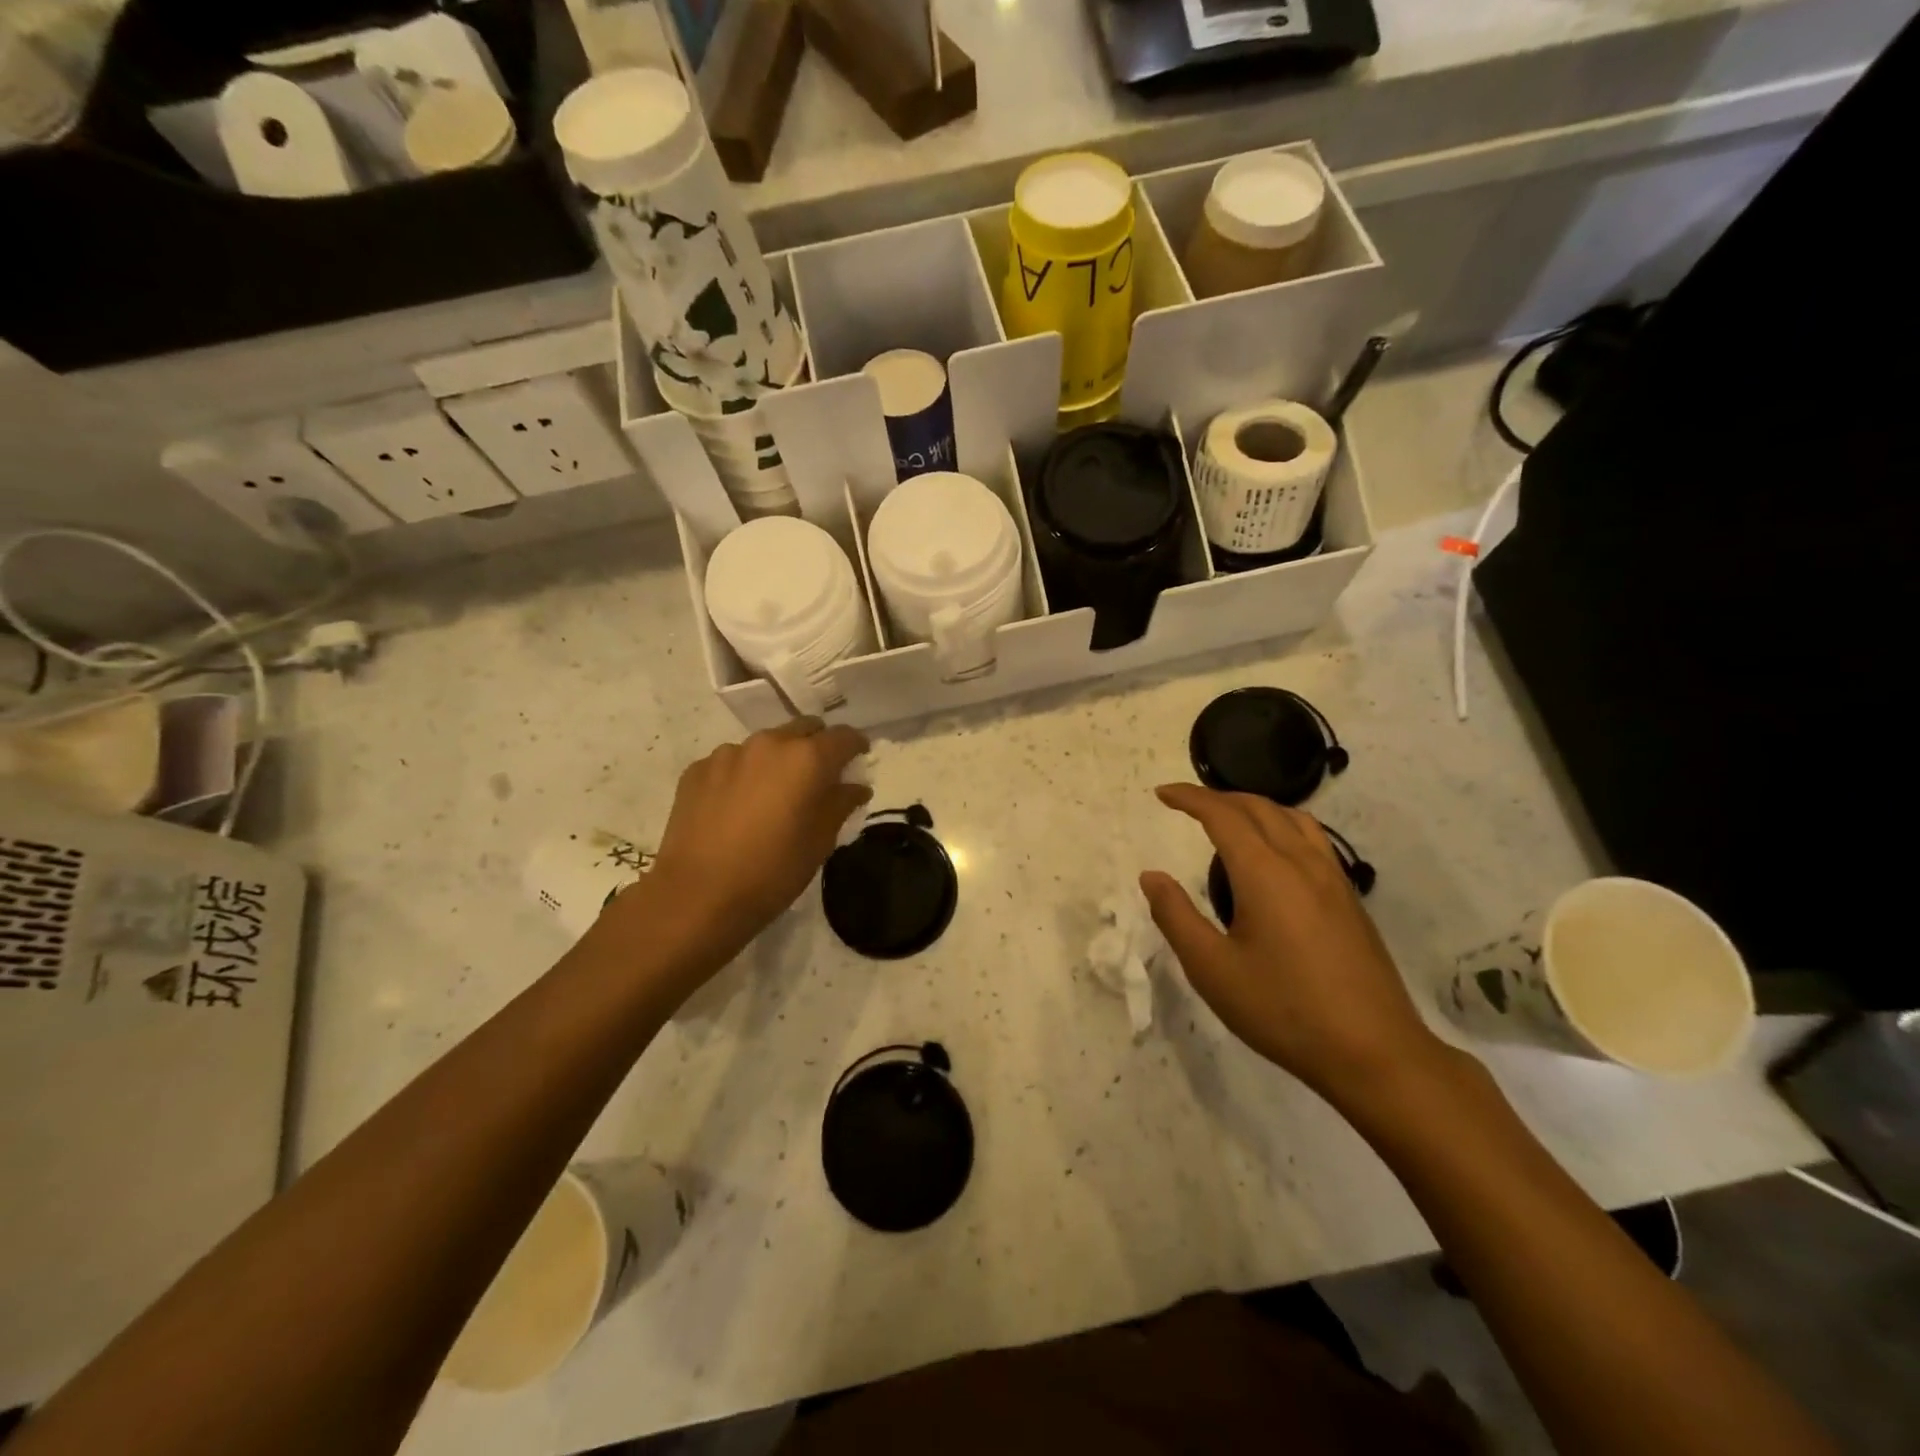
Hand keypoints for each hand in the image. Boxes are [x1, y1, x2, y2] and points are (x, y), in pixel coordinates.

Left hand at [594, 719, 871, 987]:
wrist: (697, 896)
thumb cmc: (772, 871)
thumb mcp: (820, 842)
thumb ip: (841, 804)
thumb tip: (855, 787)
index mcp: (806, 759)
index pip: (843, 737)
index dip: (856, 746)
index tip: (859, 760)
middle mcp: (769, 744)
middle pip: (803, 729)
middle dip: (817, 746)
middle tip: (819, 776)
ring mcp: (728, 753)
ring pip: (765, 744)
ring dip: (777, 760)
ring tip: (773, 794)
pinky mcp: (697, 769)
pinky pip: (731, 762)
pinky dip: (743, 775)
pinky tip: (738, 806)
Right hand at [1141, 784, 1447, 1111]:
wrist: (1374, 1053)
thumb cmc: (1283, 1010)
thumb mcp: (1212, 969)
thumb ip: (1176, 916)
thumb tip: (1151, 876)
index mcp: (1265, 873)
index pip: (1222, 815)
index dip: (1190, 798)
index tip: (1162, 794)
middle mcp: (1301, 863)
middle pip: (1259, 807)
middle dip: (1219, 797)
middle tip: (1187, 805)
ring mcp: (1333, 880)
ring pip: (1293, 818)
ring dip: (1255, 807)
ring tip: (1230, 821)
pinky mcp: (1350, 900)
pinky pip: (1313, 840)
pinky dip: (1282, 826)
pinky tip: (1274, 857)